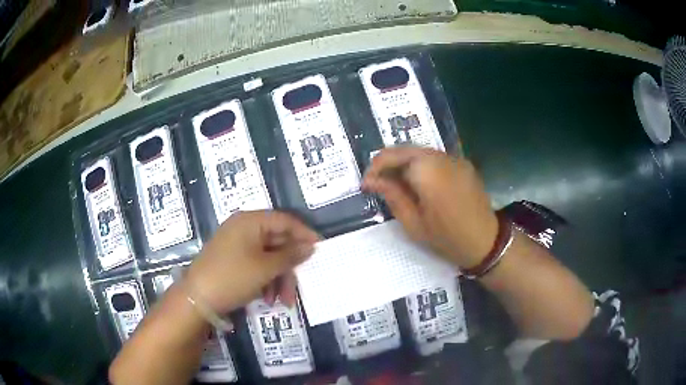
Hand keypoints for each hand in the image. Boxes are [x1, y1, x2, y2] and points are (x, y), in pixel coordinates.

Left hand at [185, 211, 317, 313]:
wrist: (196, 298)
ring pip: (269, 258)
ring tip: (283, 301)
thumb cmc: (232, 277)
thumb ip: (290, 255)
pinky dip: (266, 281)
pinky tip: (268, 299)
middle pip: (278, 242)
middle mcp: (244, 228)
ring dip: (279, 279)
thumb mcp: (265, 268)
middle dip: (290, 268)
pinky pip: (257, 266)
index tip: (321, 249)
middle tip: (300, 286)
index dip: (304, 234)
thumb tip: (310, 246)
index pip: (285, 220)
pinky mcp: (233, 261)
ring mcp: (237, 245)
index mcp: (250, 221)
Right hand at [363, 147, 497, 268]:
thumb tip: (372, 181)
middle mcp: (440, 157)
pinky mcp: (463, 164)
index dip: (375, 169)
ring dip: (404, 163)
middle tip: (377, 182)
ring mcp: (454, 158)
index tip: (366, 184)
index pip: (392, 156)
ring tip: (395, 183)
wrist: (486, 241)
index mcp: (426, 171)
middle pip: (406, 149)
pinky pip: (435, 158)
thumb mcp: (413, 222)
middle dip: (388, 163)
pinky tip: (417, 183)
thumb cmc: (447, 237)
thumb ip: (392, 195)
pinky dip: (420, 166)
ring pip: (420, 152)